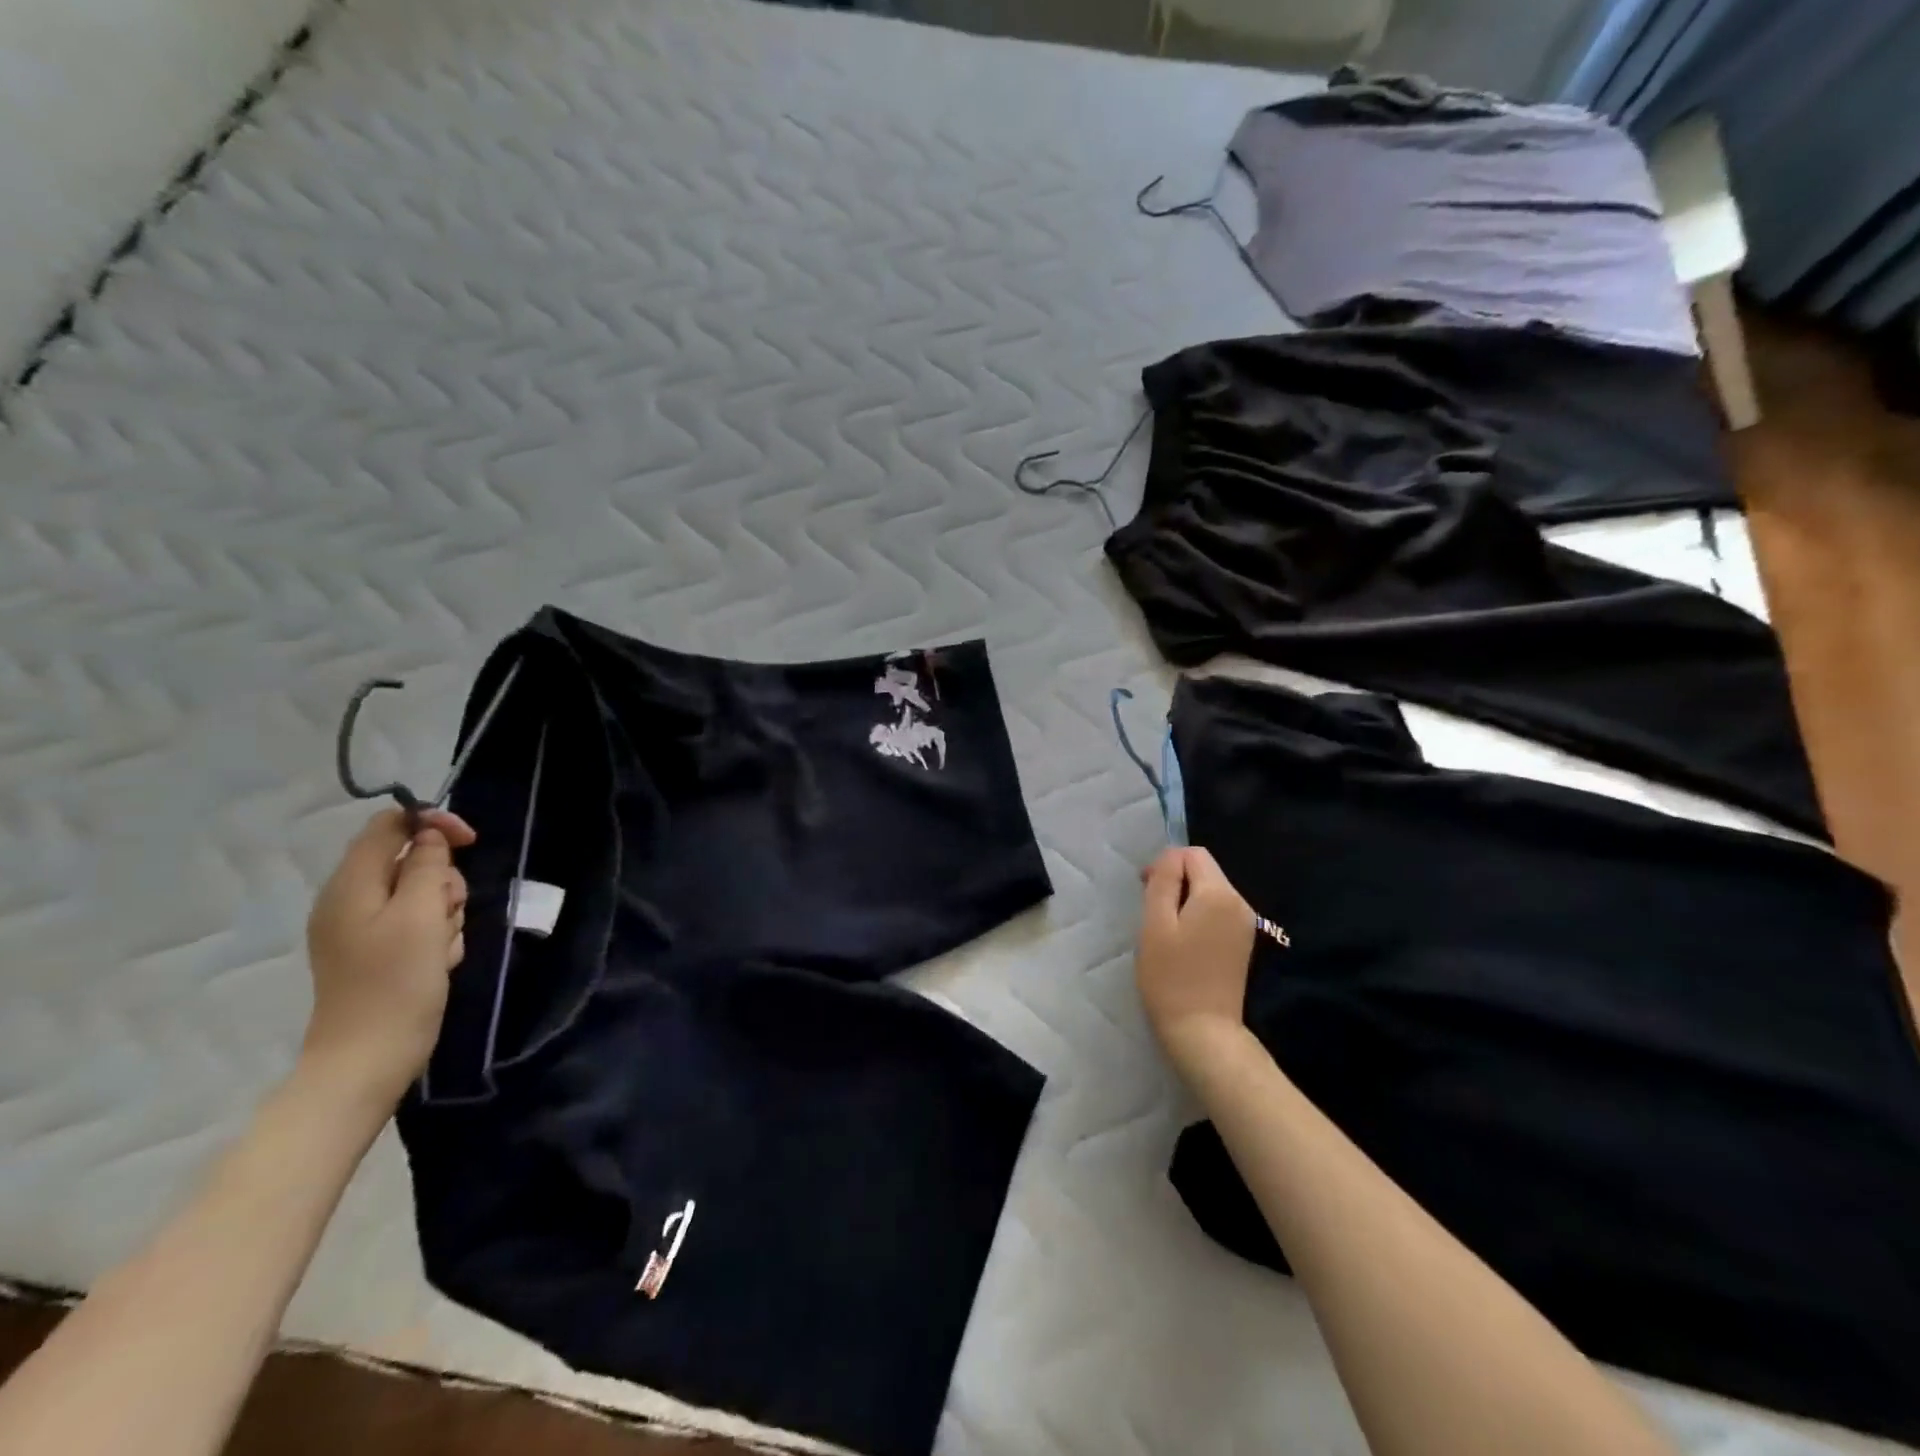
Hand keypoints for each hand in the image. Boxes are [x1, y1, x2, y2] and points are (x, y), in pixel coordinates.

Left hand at [302, 808, 475, 1106]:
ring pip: (421, 894)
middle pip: (410, 860)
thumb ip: (427, 866)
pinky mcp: (377, 953)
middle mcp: (350, 900)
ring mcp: (361, 929)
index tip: (470, 842)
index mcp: (351, 885)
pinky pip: (417, 924)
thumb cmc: (396, 983)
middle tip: (449, 911)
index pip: (389, 825)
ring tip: (443, 946)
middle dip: (443, 880)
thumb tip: (429, 836)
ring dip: (444, 912)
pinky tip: (439, 960)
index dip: (431, 823)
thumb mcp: (421, 916)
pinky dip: (436, 935)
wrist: (369, 1059)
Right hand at [1136, 846, 1256, 1079]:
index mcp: (1219, 893)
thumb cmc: (1171, 976)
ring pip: (1210, 890)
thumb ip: (1163, 881)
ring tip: (1165, 928)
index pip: (1192, 854)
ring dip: (1185, 898)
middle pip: (1204, 870)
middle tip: (1151, 911)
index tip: (1146, 890)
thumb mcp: (1156, 923)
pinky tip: (1183, 941)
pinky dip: (1197, 914)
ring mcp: (1245, 923)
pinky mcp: (1243, 942)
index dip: (1165, 864)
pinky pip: (1217, 910)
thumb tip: (1170, 858)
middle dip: (1175, 880)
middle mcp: (1240, 902)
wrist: (1203, 1030)